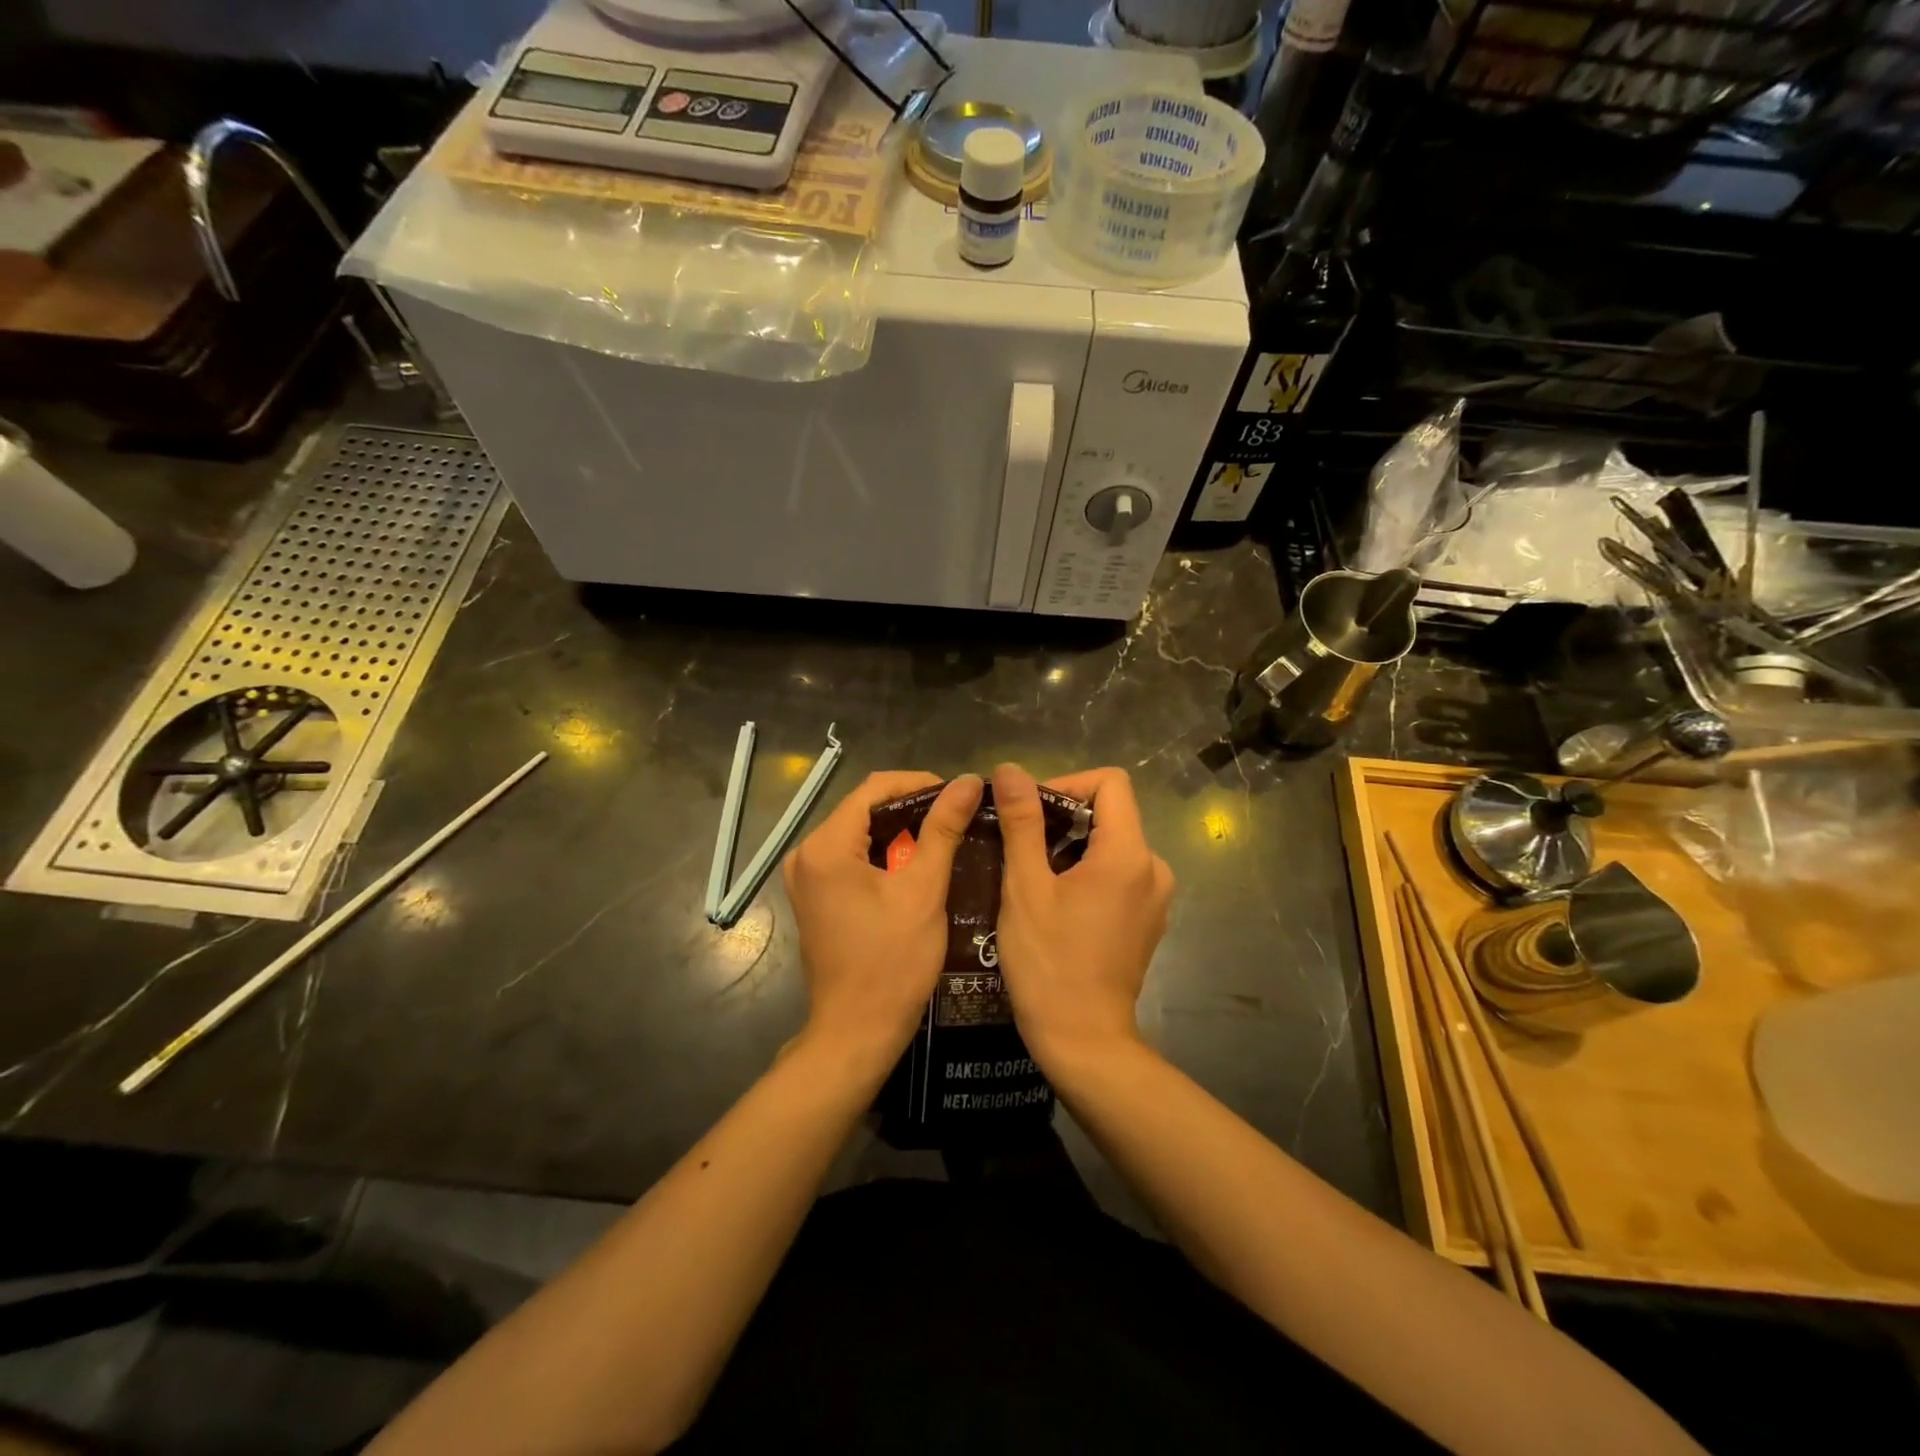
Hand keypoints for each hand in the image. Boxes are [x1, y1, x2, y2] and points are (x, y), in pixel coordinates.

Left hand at [783, 771, 982, 1071]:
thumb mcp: (924, 890)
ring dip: (899, 832)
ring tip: (944, 837)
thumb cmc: (893, 962)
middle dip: (911, 808)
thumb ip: (943, 829)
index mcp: (826, 846)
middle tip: (957, 817)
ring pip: (858, 833)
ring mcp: (805, 877)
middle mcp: (806, 854)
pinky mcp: (813, 896)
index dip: (919, 783)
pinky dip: (883, 855)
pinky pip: (850, 858)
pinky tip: (916, 864)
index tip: (958, 794)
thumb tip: (968, 781)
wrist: (857, 1031)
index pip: (874, 788)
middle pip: (863, 809)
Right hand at [991, 763, 1173, 1071]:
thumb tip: (1011, 770)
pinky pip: (1119, 875)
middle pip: (1111, 814)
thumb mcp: (1026, 887)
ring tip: (1031, 875)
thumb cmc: (1048, 962)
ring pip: (1112, 845)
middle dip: (1063, 819)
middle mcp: (1154, 868)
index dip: (1067, 783)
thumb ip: (1022, 822)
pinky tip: (1055, 903)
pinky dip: (1088, 874)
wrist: (1083, 1040)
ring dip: (1072, 848)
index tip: (1030, 812)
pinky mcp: (1148, 921)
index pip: (1110, 782)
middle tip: (1019, 845)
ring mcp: (1156, 898)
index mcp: (1129, 854)